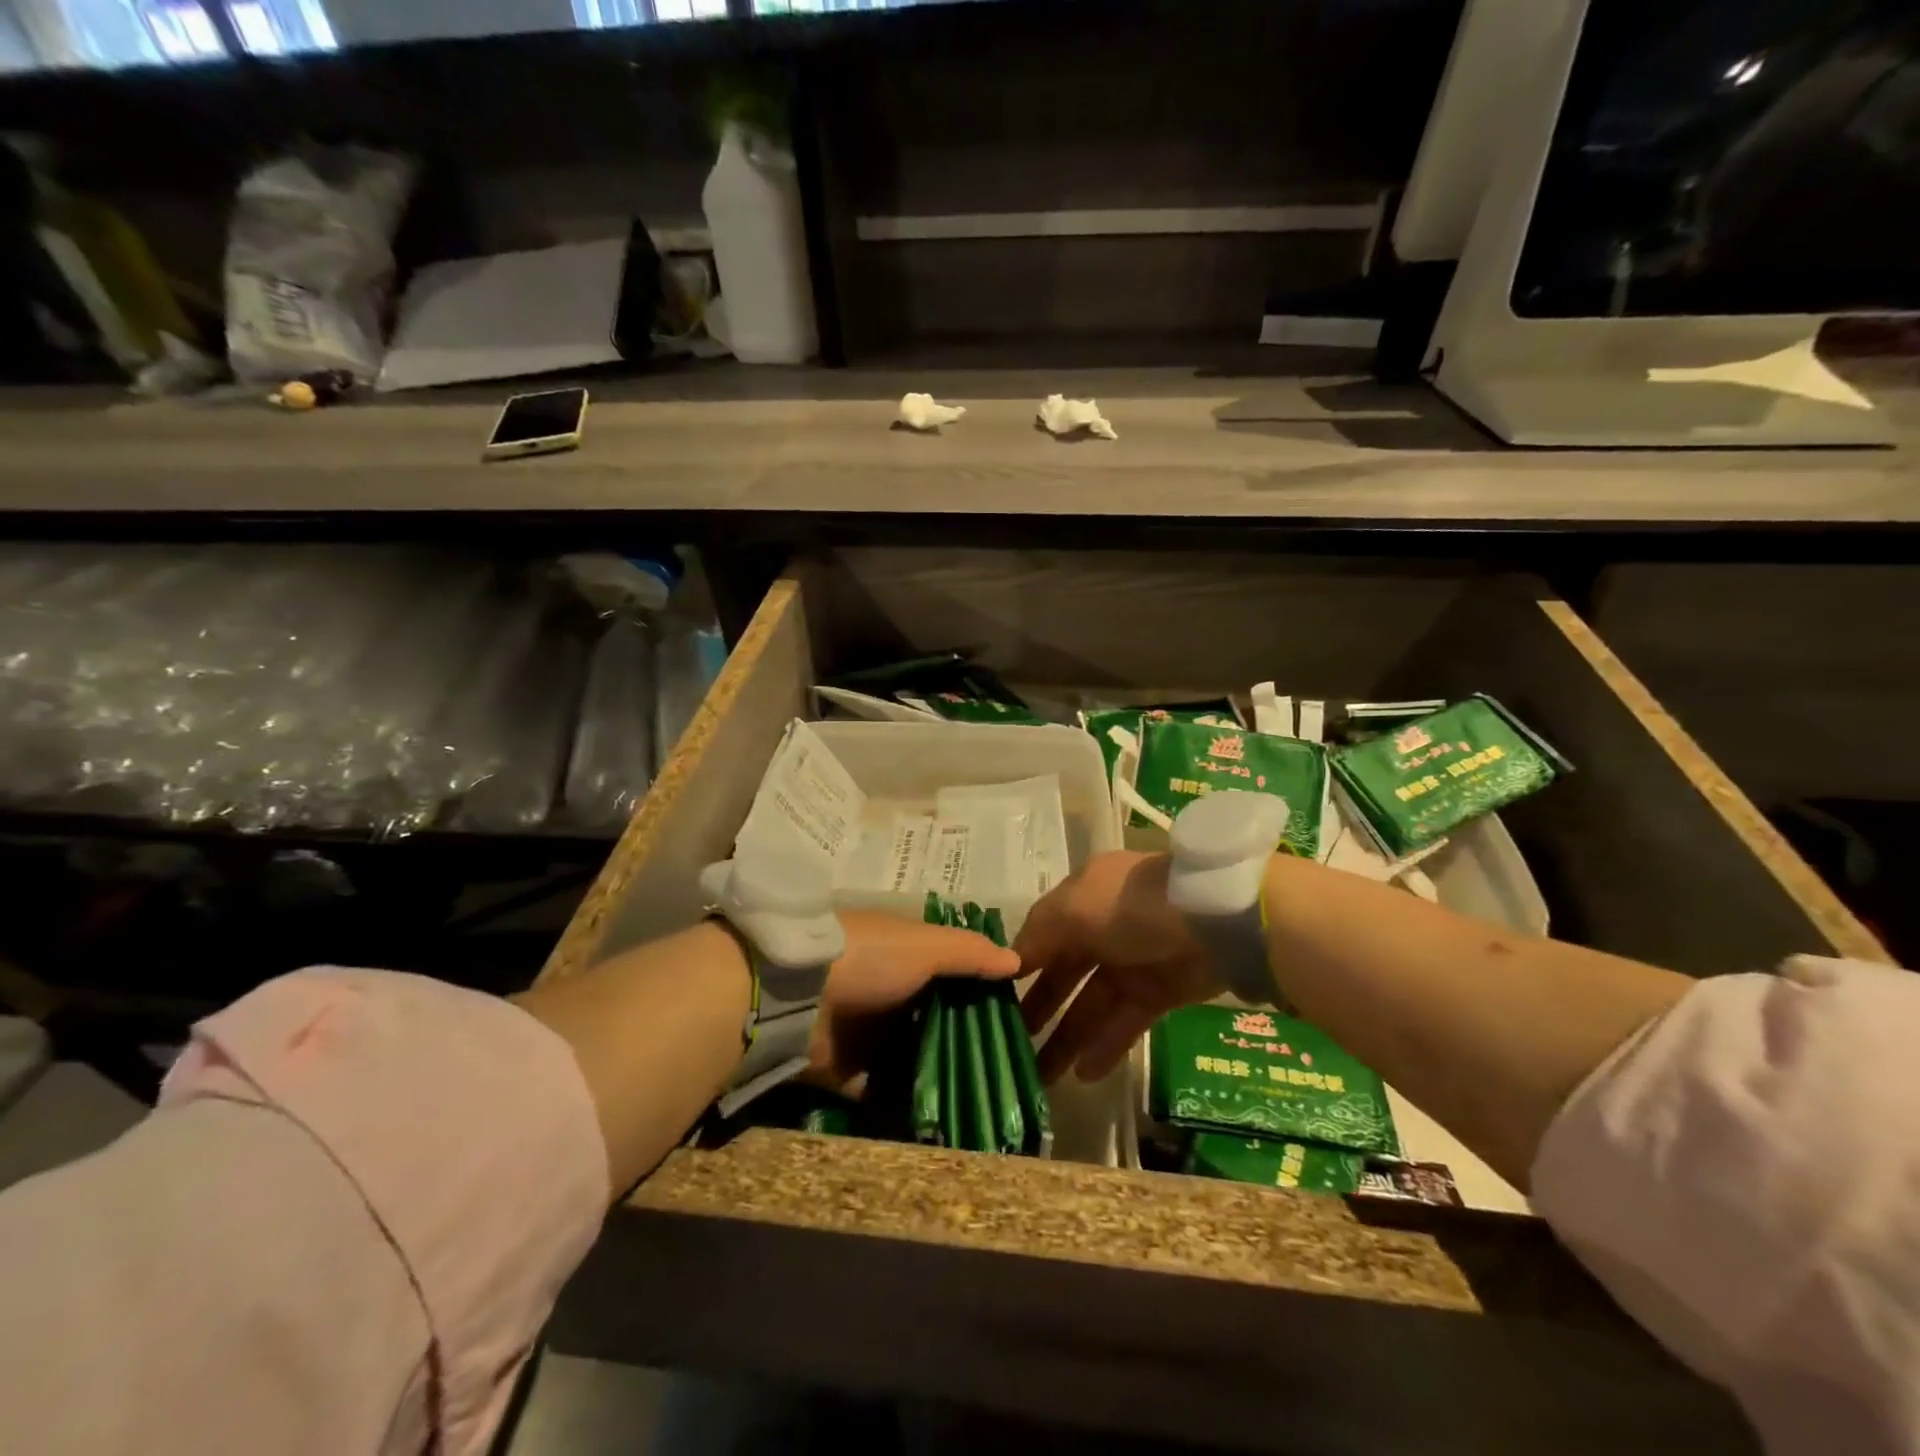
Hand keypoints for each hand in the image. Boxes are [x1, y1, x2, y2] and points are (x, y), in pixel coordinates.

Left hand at [810, 910, 1020, 1084]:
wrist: (794, 994)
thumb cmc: (868, 958)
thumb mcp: (924, 945)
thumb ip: (969, 953)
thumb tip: (1016, 960)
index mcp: (903, 955)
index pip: (950, 972)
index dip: (980, 992)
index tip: (1016, 1019)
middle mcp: (887, 992)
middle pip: (933, 1018)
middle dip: (963, 1041)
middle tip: (1006, 1072)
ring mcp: (865, 1033)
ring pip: (911, 1056)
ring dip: (938, 1074)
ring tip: (984, 1104)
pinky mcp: (846, 1072)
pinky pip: (881, 1091)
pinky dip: (904, 1104)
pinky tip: (943, 1123)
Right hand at [1015, 851, 1219, 1083]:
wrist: (1216, 919)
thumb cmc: (1131, 906)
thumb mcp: (1073, 908)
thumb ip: (1038, 936)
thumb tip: (1010, 962)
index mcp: (1082, 896)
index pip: (1042, 933)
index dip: (1019, 965)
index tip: (990, 1000)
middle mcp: (1104, 927)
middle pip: (1065, 972)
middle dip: (1039, 1008)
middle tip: (1010, 1046)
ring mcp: (1134, 961)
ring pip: (1092, 1003)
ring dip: (1068, 1037)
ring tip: (1041, 1076)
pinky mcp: (1162, 992)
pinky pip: (1126, 1021)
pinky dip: (1106, 1045)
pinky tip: (1083, 1074)